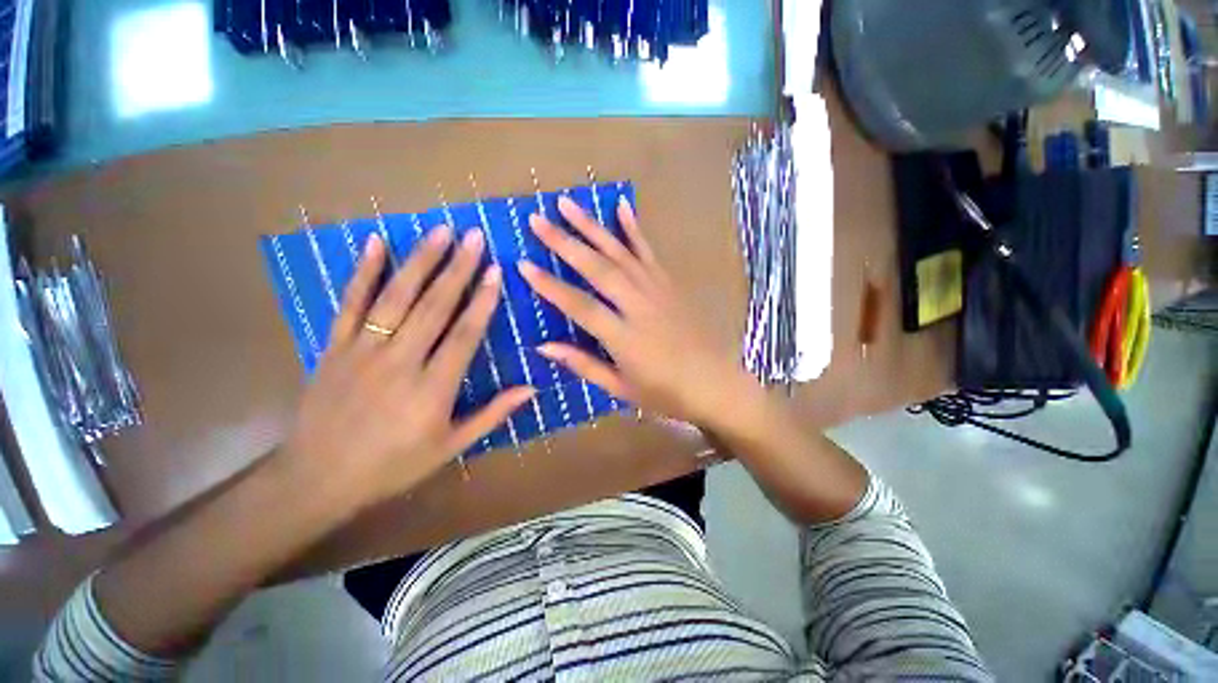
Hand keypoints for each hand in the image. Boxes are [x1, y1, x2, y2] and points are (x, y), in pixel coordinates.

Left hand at [278, 228, 534, 507]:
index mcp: (433, 389)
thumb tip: (531, 388)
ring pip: (396, 297)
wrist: (317, 478)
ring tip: (440, 231)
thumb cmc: (393, 465)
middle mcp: (400, 362)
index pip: (464, 335)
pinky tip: (376, 244)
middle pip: (433, 307)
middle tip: (474, 236)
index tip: (496, 271)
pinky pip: (350, 304)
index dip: (482, 301)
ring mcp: (362, 351)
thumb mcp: (451, 446)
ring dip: (420, 261)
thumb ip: (492, 414)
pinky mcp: (333, 347)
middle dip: (457, 268)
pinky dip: (363, 272)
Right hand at [518, 196, 760, 427]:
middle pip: (598, 269)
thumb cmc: (664, 393)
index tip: (523, 265)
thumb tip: (543, 347)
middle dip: (565, 243)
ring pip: (620, 253)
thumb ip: (583, 364)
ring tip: (567, 204)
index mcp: (625, 337)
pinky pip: (649, 252)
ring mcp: (657, 290)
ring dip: (592, 227)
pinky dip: (634, 229)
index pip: (581, 306)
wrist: (714, 383)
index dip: (551, 286)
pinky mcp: (670, 284)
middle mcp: (639, 306)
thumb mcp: (620, 387)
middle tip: (537, 220)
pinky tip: (622, 207)